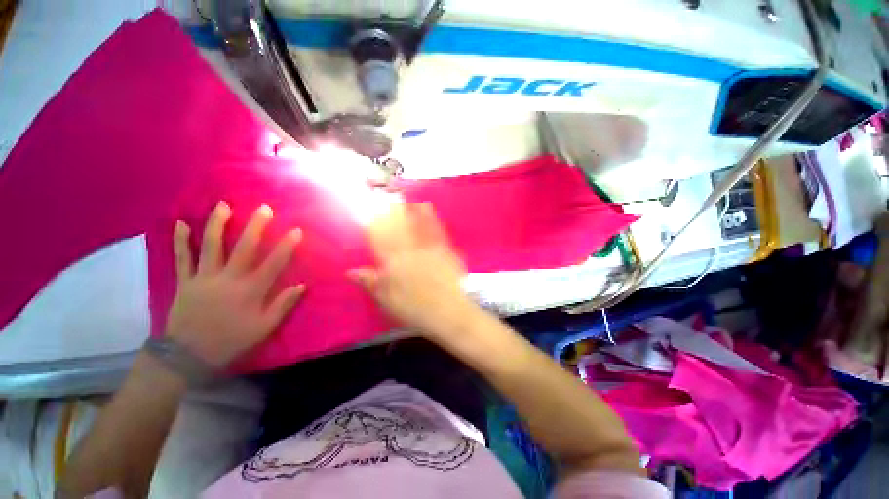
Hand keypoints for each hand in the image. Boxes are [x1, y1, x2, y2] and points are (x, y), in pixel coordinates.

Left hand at [165, 202, 304, 367]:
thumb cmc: (232, 340)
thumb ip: (283, 305)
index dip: (286, 246)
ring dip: (218, 224)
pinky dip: (180, 241)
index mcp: (250, 290)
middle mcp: (228, 279)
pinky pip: (182, 259)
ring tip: (224, 205)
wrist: (188, 356)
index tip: (296, 230)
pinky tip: (181, 224)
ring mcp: (204, 278)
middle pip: (243, 248)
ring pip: (211, 246)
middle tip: (264, 208)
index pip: (273, 263)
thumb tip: (301, 285)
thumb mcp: (264, 328)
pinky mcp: (185, 282)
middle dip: (256, 226)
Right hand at [350, 203, 479, 341]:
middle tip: (388, 198)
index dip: (374, 226)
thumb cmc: (414, 309)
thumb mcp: (387, 300)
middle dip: (392, 213)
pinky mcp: (445, 252)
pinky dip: (432, 220)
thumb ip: (370, 282)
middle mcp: (411, 251)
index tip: (370, 213)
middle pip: (399, 228)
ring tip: (408, 199)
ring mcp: (429, 249)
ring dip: (413, 212)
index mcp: (394, 263)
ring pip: (418, 226)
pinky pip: (437, 232)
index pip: (380, 240)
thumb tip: (351, 271)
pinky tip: (430, 211)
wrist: (447, 312)